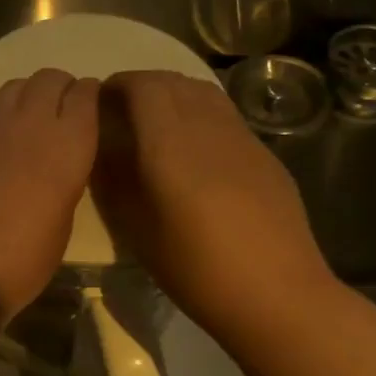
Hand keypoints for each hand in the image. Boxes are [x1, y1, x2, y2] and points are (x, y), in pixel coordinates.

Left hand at [0, 69, 100, 321]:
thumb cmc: (25, 258)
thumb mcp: (64, 219)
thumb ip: (65, 177)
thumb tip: (57, 162)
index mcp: (68, 144)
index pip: (85, 94)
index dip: (90, 94)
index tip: (91, 104)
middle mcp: (30, 124)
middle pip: (49, 78)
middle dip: (60, 86)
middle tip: (62, 107)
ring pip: (14, 87)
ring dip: (28, 94)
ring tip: (30, 117)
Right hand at [91, 70, 336, 333]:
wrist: (276, 294)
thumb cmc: (195, 268)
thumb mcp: (135, 228)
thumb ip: (113, 180)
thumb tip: (101, 148)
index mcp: (171, 144)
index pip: (143, 86)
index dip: (118, 84)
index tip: (99, 102)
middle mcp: (208, 127)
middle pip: (173, 81)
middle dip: (142, 86)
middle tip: (120, 112)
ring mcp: (242, 137)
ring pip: (203, 92)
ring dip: (172, 94)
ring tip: (154, 123)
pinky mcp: (264, 154)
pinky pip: (224, 114)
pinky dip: (198, 112)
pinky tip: (192, 148)